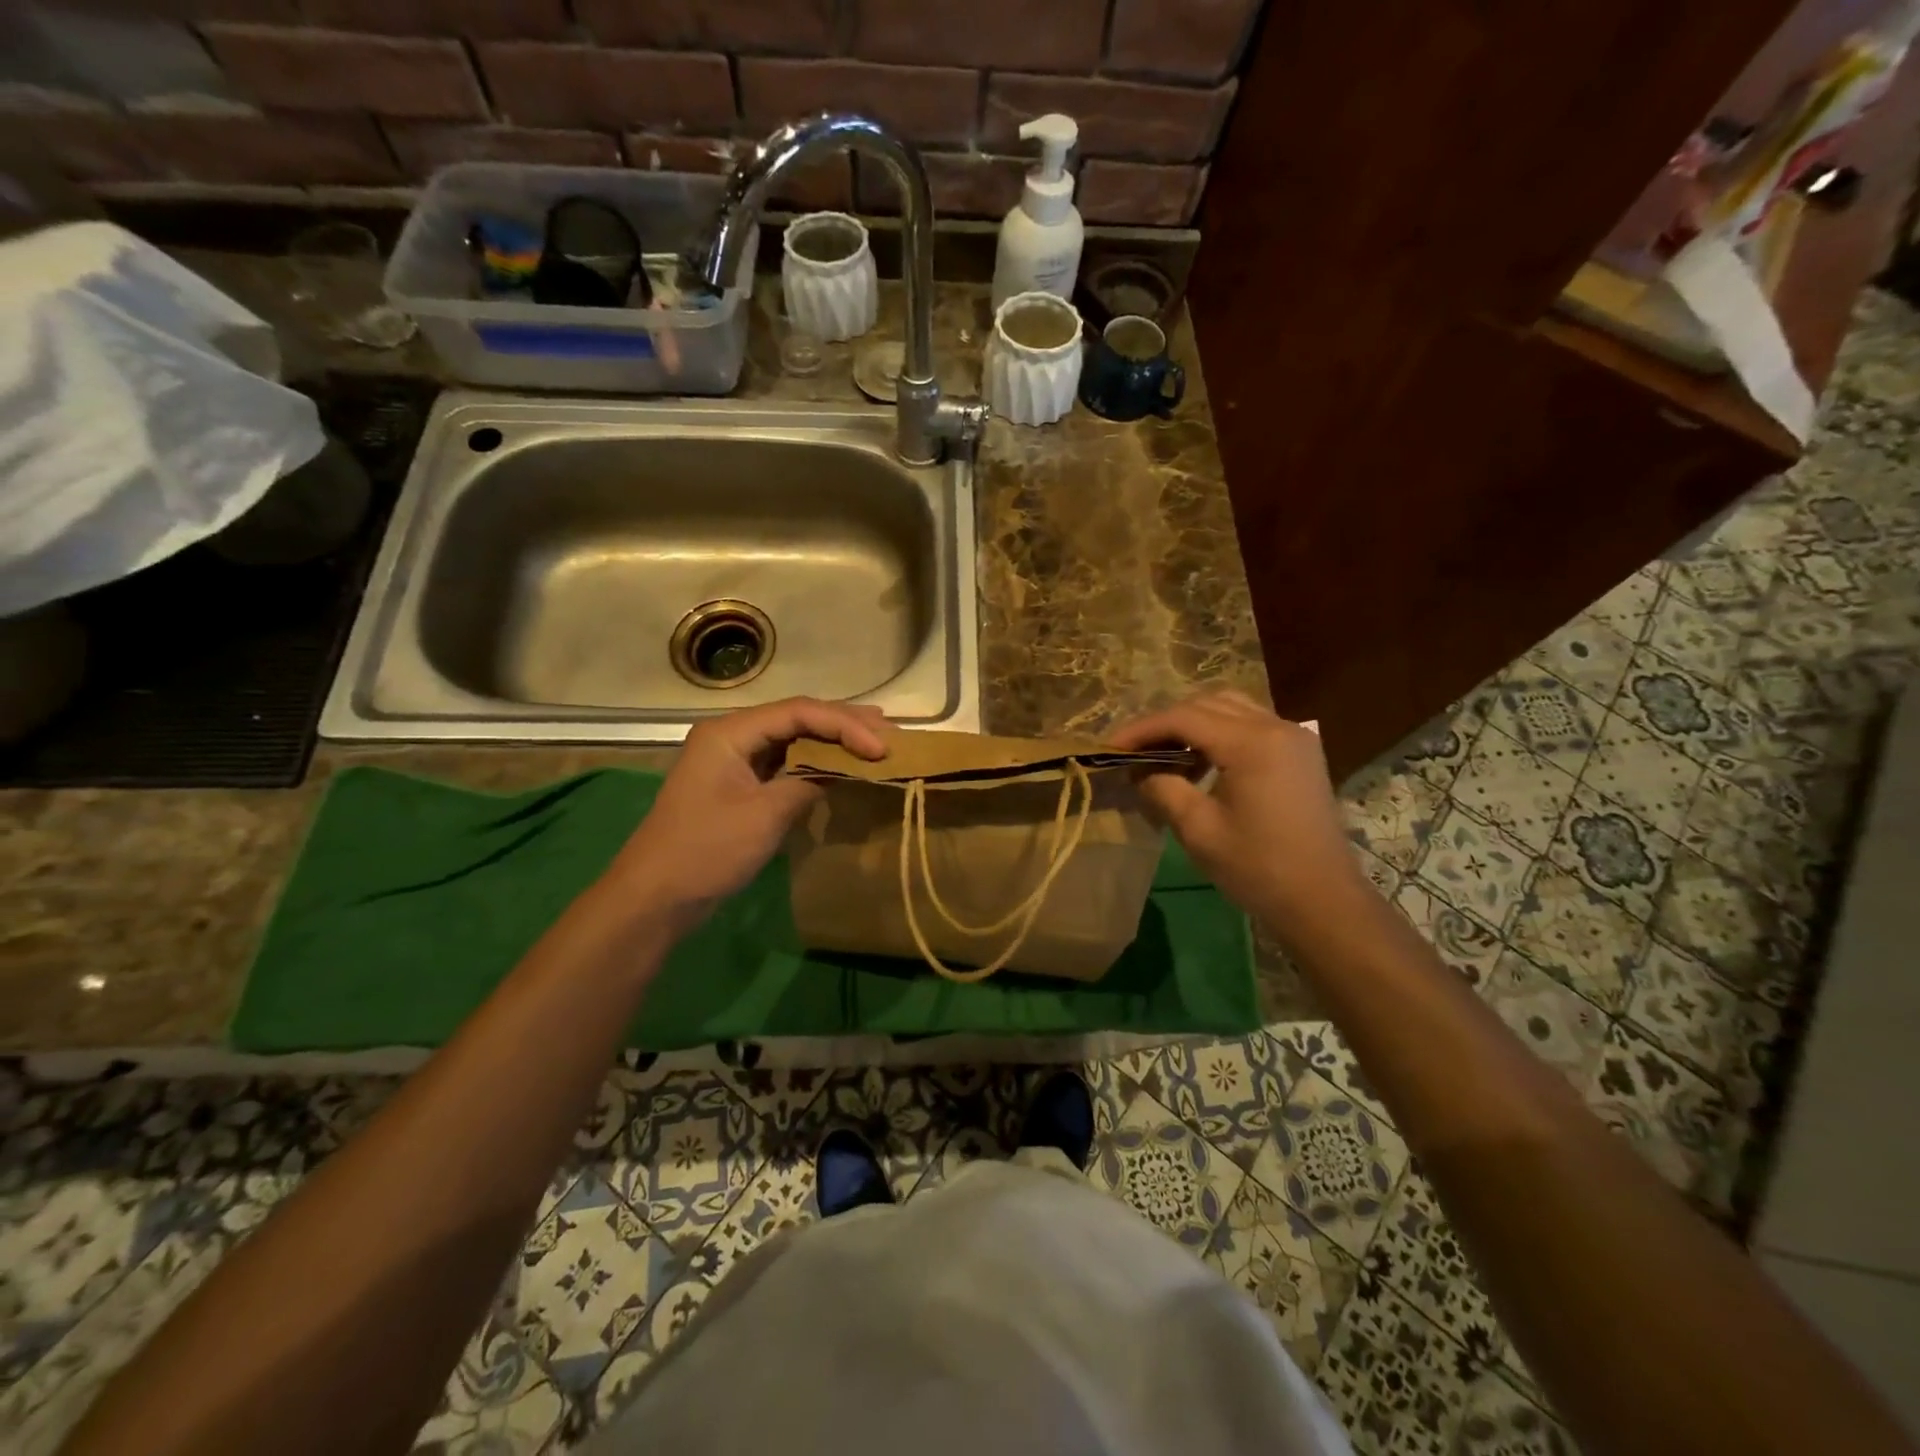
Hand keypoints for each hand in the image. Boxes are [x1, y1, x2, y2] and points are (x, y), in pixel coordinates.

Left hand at [608, 697, 887, 930]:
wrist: (656, 896)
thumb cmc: (708, 850)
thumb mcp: (765, 815)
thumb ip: (808, 782)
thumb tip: (840, 770)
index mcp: (730, 732)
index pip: (799, 712)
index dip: (845, 725)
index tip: (881, 748)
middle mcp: (732, 735)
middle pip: (796, 718)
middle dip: (843, 724)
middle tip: (888, 729)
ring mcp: (734, 760)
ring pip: (792, 738)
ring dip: (832, 740)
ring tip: (874, 737)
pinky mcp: (738, 784)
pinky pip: (783, 762)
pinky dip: (815, 762)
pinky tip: (841, 764)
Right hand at [1109, 690, 1370, 937]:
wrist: (1324, 901)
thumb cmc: (1258, 868)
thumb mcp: (1198, 829)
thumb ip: (1162, 788)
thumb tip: (1137, 769)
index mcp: (1252, 743)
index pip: (1183, 718)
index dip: (1141, 729)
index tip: (1109, 748)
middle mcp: (1276, 726)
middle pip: (1207, 704)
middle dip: (1165, 723)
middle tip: (1134, 751)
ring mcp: (1293, 737)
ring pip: (1230, 708)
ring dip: (1192, 725)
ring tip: (1163, 757)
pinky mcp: (1300, 753)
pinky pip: (1251, 725)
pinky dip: (1219, 733)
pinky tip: (1200, 763)